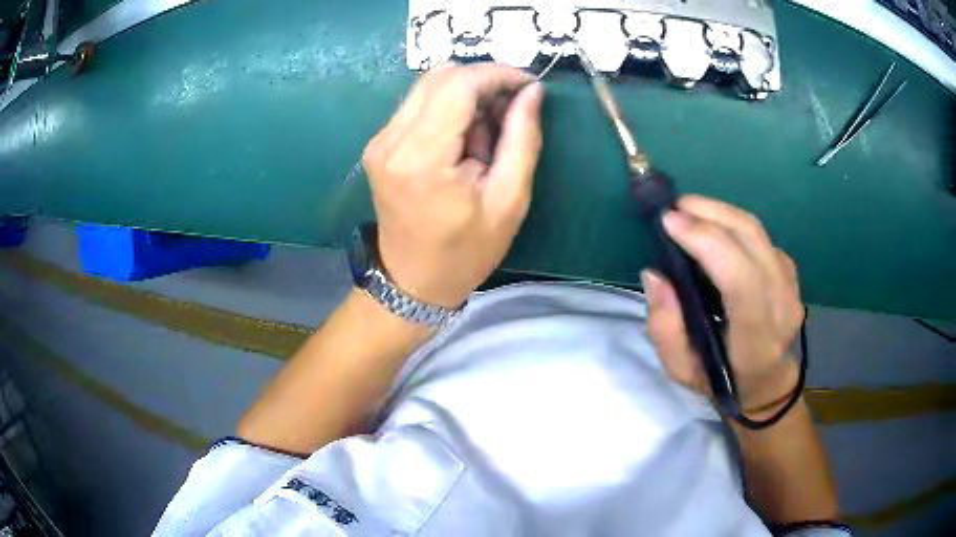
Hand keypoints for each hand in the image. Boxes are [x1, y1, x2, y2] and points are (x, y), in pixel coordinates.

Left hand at [362, 63, 544, 307]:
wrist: (413, 281)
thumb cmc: (466, 251)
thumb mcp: (509, 201)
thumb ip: (522, 139)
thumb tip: (531, 92)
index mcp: (422, 157)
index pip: (457, 84)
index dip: (497, 74)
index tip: (528, 85)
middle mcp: (390, 140)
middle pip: (439, 77)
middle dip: (483, 81)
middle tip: (512, 109)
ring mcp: (379, 141)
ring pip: (427, 86)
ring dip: (466, 94)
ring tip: (489, 131)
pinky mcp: (379, 145)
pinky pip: (417, 105)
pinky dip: (448, 108)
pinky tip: (465, 138)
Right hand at [642, 195, 804, 412]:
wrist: (766, 381)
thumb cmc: (721, 380)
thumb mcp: (680, 369)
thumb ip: (664, 326)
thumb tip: (655, 274)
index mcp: (755, 339)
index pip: (740, 278)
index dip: (706, 241)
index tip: (669, 222)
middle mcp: (781, 305)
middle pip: (751, 239)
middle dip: (709, 213)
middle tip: (674, 207)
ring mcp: (790, 285)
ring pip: (756, 230)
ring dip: (719, 212)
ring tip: (689, 209)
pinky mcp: (790, 272)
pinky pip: (760, 236)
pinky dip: (732, 223)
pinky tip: (714, 229)